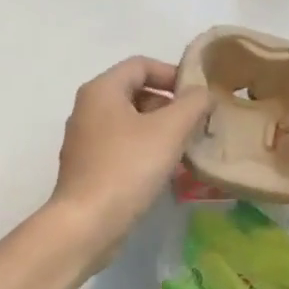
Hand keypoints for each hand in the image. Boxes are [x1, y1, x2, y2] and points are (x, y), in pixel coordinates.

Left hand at [48, 57, 210, 249]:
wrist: (87, 223)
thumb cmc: (128, 167)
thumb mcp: (170, 130)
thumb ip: (193, 103)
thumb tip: (203, 92)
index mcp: (101, 90)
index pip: (141, 64)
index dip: (172, 73)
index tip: (198, 94)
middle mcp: (87, 108)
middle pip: (135, 91)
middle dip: (169, 104)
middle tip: (195, 123)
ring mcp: (84, 139)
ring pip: (129, 121)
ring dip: (160, 128)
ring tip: (185, 147)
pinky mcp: (87, 166)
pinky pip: (122, 145)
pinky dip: (145, 148)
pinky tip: (164, 169)